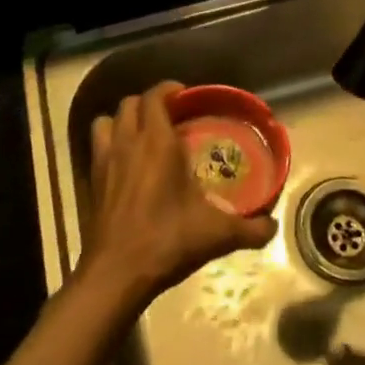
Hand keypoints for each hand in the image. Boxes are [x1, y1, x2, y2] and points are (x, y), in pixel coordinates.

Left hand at [80, 80, 278, 307]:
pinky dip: (108, 142)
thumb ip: (249, 229)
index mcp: (157, 142)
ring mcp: (105, 160)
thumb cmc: (167, 241)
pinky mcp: (92, 181)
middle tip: (170, 117)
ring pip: (107, 120)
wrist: (117, 274)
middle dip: (149, 103)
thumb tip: (272, 227)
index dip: (169, 89)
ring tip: (142, 133)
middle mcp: (128, 142)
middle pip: (130, 103)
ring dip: (123, 120)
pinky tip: (124, 162)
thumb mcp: (216, 234)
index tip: (185, 96)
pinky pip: (97, 145)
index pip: (155, 96)